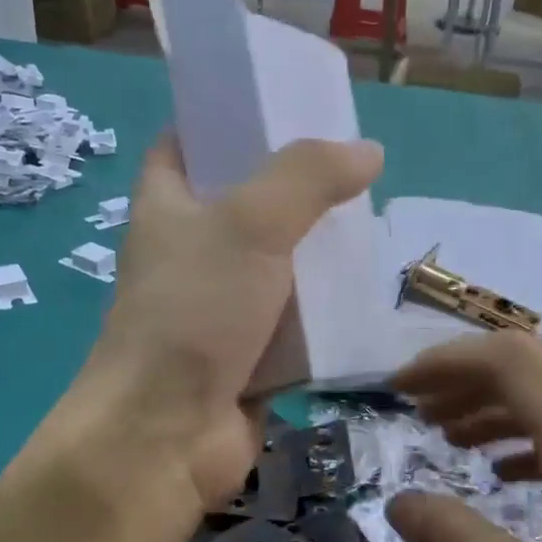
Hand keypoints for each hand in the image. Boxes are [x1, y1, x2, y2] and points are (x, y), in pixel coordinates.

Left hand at [85, 134, 382, 508]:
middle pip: (245, 205)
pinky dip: (325, 313)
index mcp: (167, 206)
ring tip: (374, 228)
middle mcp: (189, 254)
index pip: (186, 143)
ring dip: (318, 256)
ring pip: (277, 268)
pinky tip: (368, 295)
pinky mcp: (249, 357)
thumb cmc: (193, 313)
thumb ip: (307, 178)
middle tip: (355, 171)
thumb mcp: (249, 224)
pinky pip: (295, 324)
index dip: (226, 120)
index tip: (283, 106)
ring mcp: (220, 309)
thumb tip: (368, 152)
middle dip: (296, 191)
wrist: (167, 434)